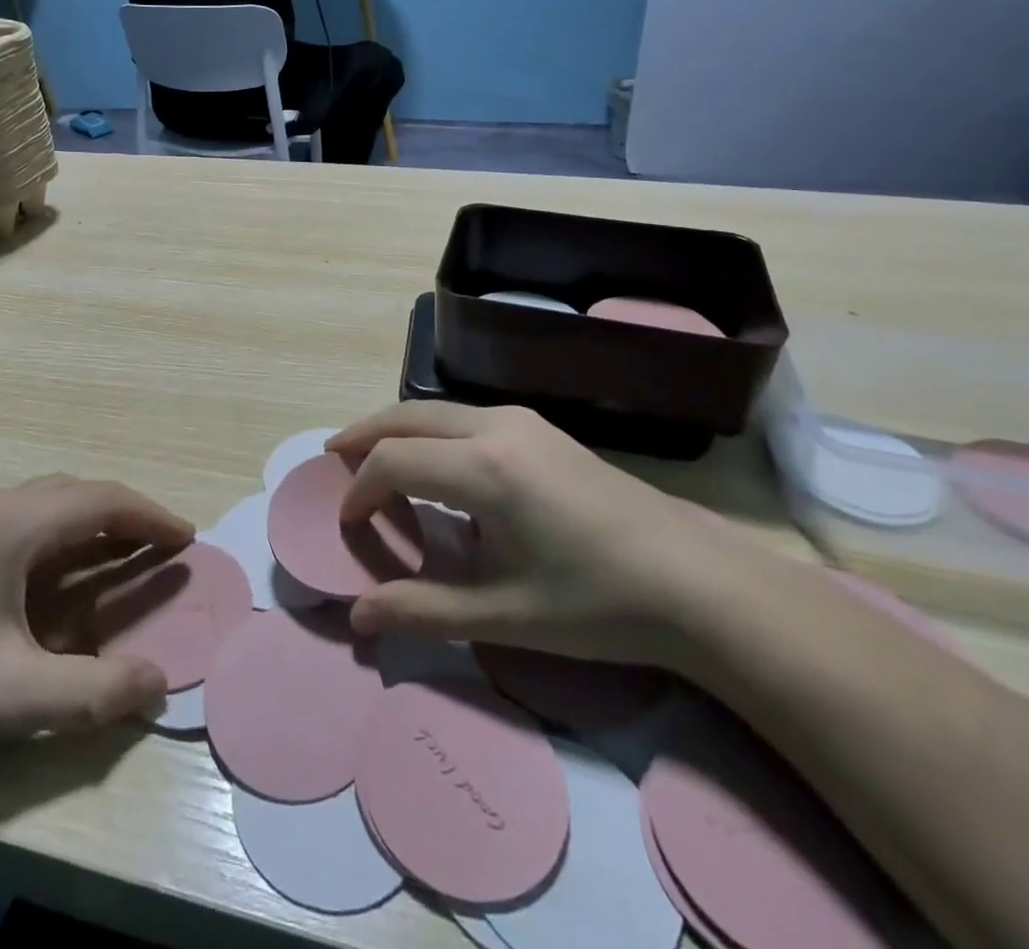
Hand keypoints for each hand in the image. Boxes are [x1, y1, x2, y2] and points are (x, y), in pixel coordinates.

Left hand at [0, 474, 194, 769]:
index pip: (104, 502)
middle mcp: (1, 506)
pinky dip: (68, 533)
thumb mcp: (19, 695)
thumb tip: (159, 682)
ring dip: (97, 520)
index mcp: (19, 523)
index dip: (151, 517)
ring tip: (127, 552)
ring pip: (55, 502)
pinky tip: (70, 569)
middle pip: (82, 493)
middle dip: (129, 515)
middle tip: (165, 546)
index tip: (187, 538)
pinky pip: (33, 519)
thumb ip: (96, 690)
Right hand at [331, 402, 760, 668]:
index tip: (348, 524)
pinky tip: (434, 462)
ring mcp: (522, 421)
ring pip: (436, 410)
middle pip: (407, 417)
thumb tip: (357, 618)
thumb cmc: (597, 603)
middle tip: (331, 459)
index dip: (360, 490)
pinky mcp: (540, 428)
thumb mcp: (504, 617)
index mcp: (483, 468)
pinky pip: (464, 416)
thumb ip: (423, 611)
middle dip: (363, 436)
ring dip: (397, 430)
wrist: (697, 582)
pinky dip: (429, 431)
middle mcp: (496, 426)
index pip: (393, 461)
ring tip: (372, 457)